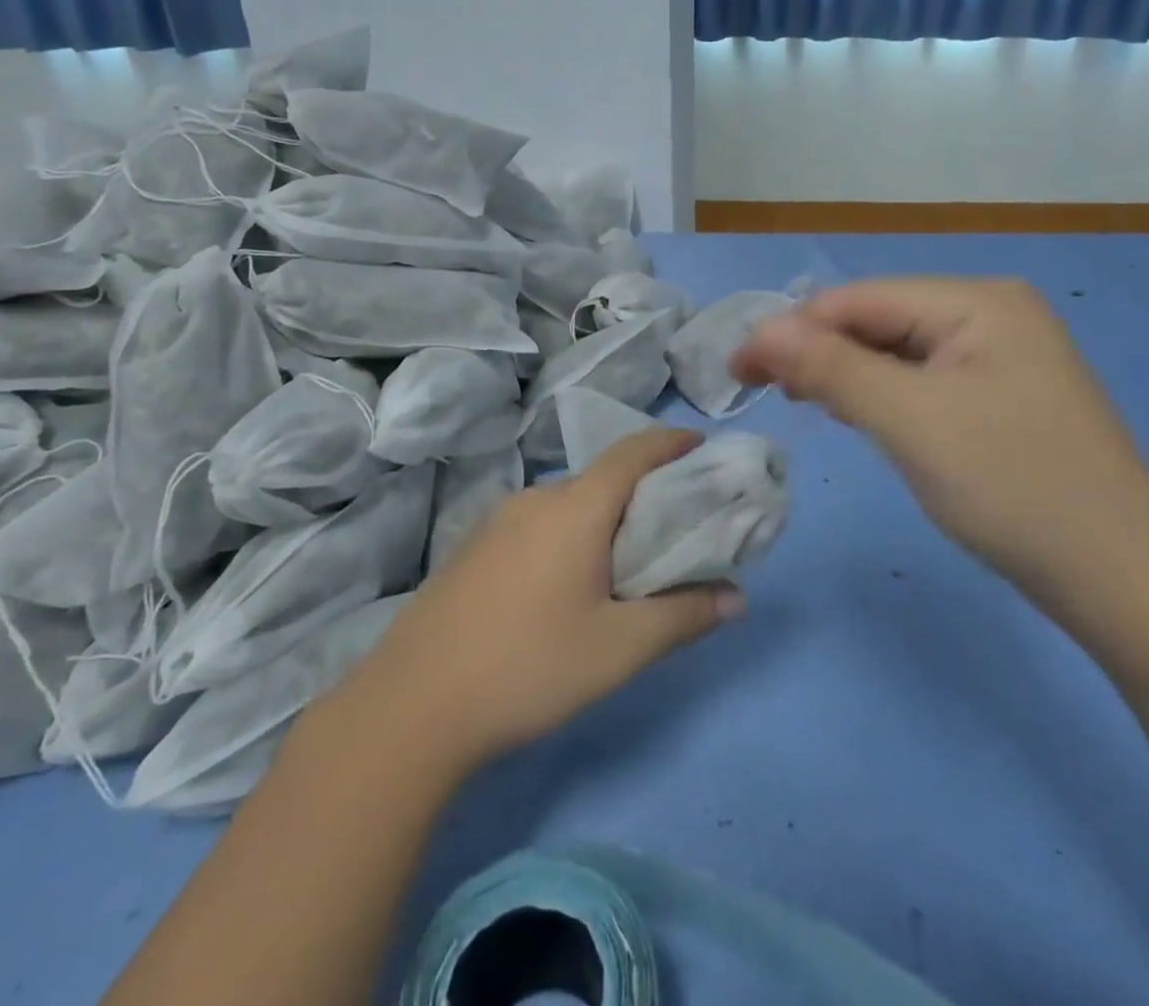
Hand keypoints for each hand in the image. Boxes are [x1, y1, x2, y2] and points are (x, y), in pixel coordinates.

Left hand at [337, 429, 743, 771]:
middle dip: (645, 490)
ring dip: (605, 516)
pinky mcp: (474, 549)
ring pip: (569, 503)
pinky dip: (572, 533)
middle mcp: (536, 499)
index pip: (633, 452)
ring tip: (630, 558)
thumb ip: (683, 616)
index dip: (672, 442)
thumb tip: (737, 597)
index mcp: (574, 508)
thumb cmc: (528, 666)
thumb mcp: (618, 648)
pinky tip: (571, 582)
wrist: (411, 706)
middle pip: (602, 478)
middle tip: (679, 523)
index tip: (704, 448)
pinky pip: (539, 524)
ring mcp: (497, 522)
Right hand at [732, 277, 1148, 590]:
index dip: (792, 330)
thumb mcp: (911, 420)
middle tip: (766, 393)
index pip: (857, 299)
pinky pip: (920, 381)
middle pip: (876, 320)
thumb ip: (831, 368)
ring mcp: (998, 356)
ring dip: (844, 373)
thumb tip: (760, 332)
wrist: (1122, 577)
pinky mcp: (998, 397)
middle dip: (818, 351)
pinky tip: (857, 414)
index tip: (738, 372)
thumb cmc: (1013, 486)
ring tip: (804, 402)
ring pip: (895, 352)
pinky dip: (880, 395)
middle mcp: (989, 313)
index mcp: (975, 301)